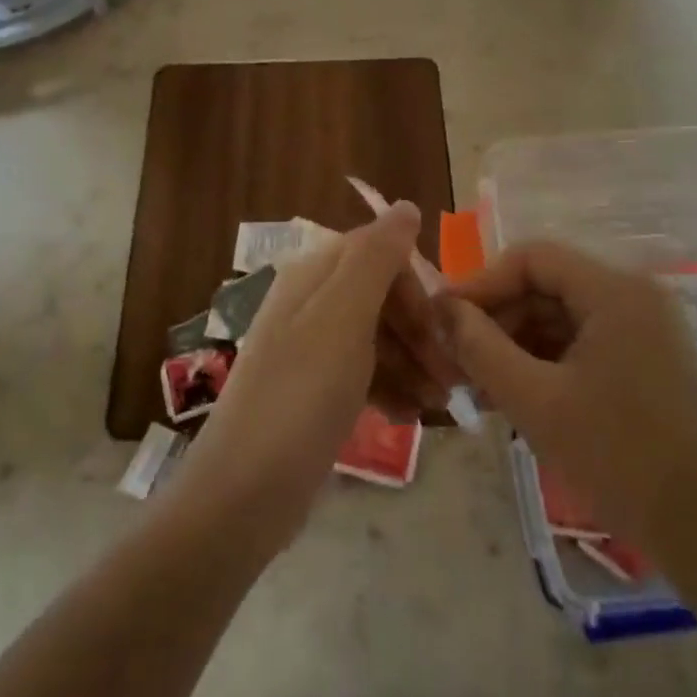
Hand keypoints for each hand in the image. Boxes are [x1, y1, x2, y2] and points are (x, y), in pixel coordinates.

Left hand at [169, 202, 427, 553]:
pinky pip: (362, 373)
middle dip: (420, 330)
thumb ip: (376, 257)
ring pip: (375, 338)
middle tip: (453, 375)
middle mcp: (308, 304)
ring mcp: (308, 349)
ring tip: (440, 404)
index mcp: (312, 276)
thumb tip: (405, 205)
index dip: (416, 286)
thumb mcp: (344, 318)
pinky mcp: (311, 391)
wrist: (243, 492)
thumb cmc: (301, 396)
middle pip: (379, 297)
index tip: (447, 327)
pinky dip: (390, 388)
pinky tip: (410, 416)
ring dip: (412, 363)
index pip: (378, 253)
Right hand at [439, 241, 696, 559]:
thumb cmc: (616, 458)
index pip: (532, 258)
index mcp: (615, 292)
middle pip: (547, 285)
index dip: (481, 283)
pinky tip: (512, 393)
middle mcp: (634, 296)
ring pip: (562, 316)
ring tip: (476, 383)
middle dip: (497, 318)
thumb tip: (440, 308)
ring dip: (516, 342)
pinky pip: (582, 342)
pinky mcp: (646, 360)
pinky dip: (545, 361)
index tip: (443, 319)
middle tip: (456, 357)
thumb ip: (481, 347)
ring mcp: (644, 329)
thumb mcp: (535, 401)